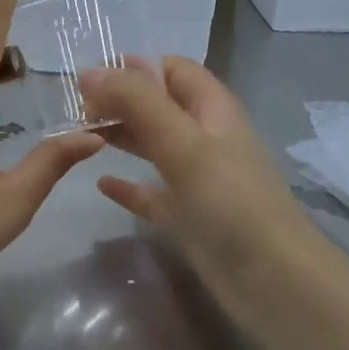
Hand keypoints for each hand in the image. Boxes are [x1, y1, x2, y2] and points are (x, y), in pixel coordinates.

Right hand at [81, 57, 329, 318]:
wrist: (273, 281)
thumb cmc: (231, 203)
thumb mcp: (183, 143)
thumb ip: (137, 103)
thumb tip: (89, 72)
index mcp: (213, 110)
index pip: (173, 70)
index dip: (135, 68)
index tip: (90, 79)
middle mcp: (206, 138)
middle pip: (158, 106)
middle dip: (120, 102)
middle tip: (75, 112)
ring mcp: (198, 179)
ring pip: (153, 146)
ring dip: (120, 137)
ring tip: (78, 137)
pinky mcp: (189, 216)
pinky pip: (152, 193)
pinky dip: (128, 185)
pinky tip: (101, 184)